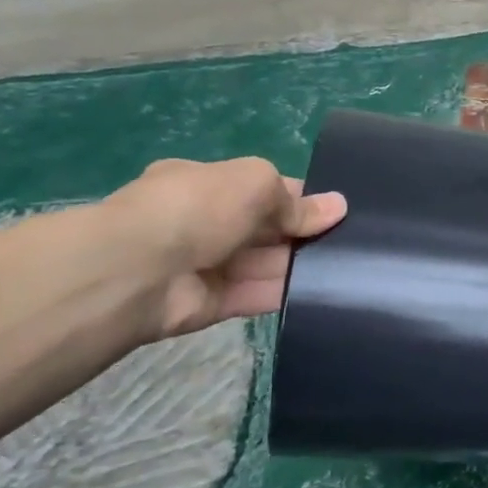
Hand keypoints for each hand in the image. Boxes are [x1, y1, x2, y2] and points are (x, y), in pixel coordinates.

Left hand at [103, 157, 346, 340]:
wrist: (137, 270)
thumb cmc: (198, 208)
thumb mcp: (255, 183)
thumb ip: (295, 201)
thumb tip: (337, 207)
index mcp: (206, 184)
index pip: (261, 189)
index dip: (298, 197)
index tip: (334, 209)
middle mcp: (204, 222)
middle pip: (266, 228)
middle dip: (302, 232)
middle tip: (350, 240)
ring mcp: (207, 264)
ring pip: (265, 263)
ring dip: (299, 263)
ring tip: (347, 266)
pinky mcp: (213, 304)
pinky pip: (256, 296)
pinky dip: (285, 293)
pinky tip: (322, 290)